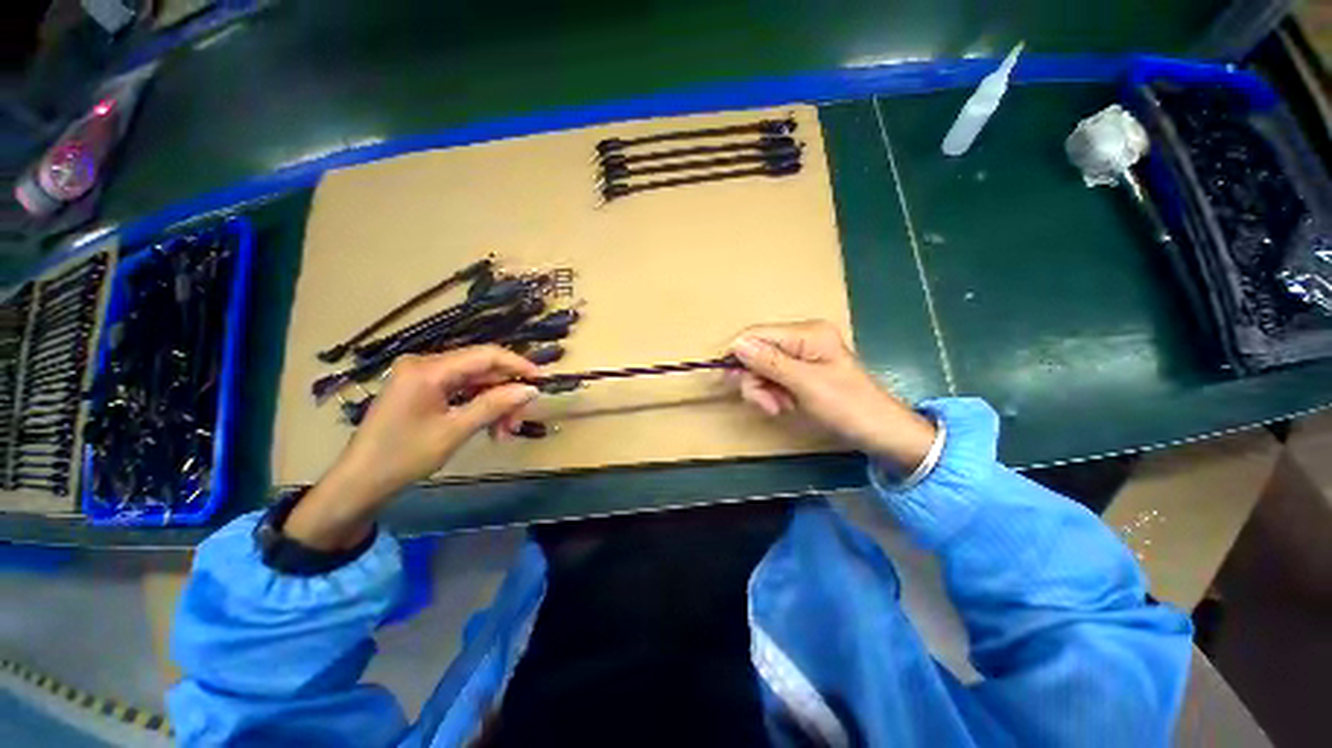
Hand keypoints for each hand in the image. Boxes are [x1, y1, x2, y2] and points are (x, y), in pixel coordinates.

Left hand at [285, 346, 538, 549]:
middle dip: (505, 393)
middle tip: (519, 421)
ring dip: (494, 403)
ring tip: (504, 432)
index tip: (542, 381)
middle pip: (481, 369)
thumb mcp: (455, 431)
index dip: (518, 365)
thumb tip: (531, 390)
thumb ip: (495, 405)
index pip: (486, 355)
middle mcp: (425, 364)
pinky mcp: (421, 389)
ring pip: (474, 381)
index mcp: (428, 369)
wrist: (359, 482)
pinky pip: (460, 390)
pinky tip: (489, 427)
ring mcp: (421, 376)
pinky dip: (478, 406)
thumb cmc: (404, 456)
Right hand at [729, 321, 936, 471]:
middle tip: (767, 404)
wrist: (881, 432)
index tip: (730, 382)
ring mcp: (801, 355)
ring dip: (763, 391)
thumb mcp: (805, 384)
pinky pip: (772, 379)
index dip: (738, 355)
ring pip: (761, 368)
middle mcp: (801, 339)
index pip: (756, 334)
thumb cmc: (848, 406)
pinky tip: (784, 406)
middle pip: (756, 352)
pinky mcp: (800, 372)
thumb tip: (737, 344)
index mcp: (806, 333)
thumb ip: (770, 362)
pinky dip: (772, 394)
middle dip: (755, 379)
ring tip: (779, 408)